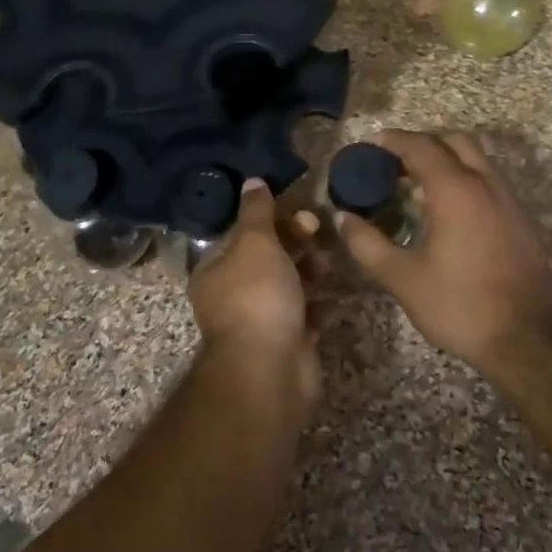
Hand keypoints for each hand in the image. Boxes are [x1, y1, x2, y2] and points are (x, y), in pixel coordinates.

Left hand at [188, 179, 320, 408]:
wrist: (270, 370)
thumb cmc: (257, 296)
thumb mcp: (255, 243)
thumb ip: (257, 211)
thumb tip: (252, 180)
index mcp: (216, 271)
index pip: (243, 235)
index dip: (272, 220)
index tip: (300, 213)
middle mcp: (233, 296)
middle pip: (268, 259)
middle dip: (296, 244)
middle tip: (318, 234)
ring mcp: (260, 322)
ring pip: (289, 287)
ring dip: (311, 272)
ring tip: (329, 267)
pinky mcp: (287, 343)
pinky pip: (305, 316)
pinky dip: (319, 305)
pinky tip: (335, 296)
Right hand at [336, 129, 551, 372]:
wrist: (527, 340)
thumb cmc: (459, 304)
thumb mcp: (402, 277)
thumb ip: (367, 244)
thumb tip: (343, 218)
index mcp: (455, 190)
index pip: (421, 146)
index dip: (393, 140)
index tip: (371, 143)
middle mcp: (485, 184)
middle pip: (454, 141)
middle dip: (423, 143)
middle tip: (394, 162)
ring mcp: (508, 201)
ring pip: (476, 160)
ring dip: (446, 160)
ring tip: (416, 186)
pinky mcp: (520, 221)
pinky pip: (488, 182)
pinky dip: (464, 180)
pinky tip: (446, 212)